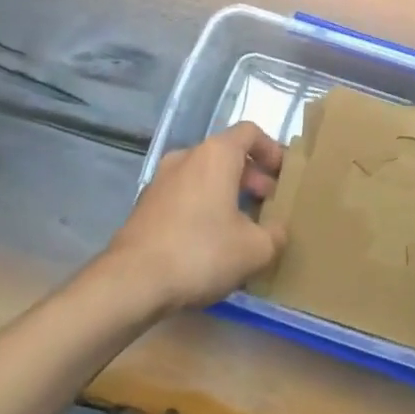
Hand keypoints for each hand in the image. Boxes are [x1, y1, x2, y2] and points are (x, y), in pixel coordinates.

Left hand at [104, 122, 287, 312]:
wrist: (132, 281)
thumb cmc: (201, 252)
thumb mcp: (254, 249)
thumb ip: (275, 235)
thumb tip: (277, 230)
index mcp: (216, 154)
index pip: (250, 132)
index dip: (272, 150)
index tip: (283, 175)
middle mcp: (186, 156)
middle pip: (226, 154)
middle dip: (251, 176)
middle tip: (266, 205)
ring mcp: (161, 179)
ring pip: (203, 175)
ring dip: (226, 192)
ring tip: (241, 226)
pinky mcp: (145, 204)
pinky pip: (184, 194)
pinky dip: (202, 206)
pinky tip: (209, 241)